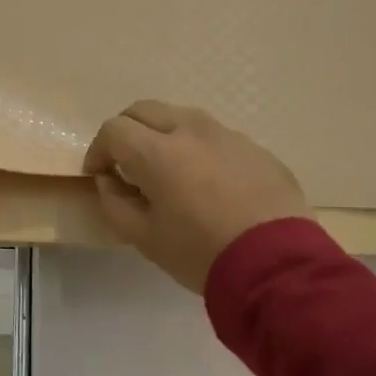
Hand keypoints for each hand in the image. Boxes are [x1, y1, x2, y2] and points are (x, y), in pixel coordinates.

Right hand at [83, 101, 311, 292]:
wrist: (276, 265)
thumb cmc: (199, 253)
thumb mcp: (143, 238)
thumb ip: (114, 203)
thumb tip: (109, 181)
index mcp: (158, 152)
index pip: (114, 130)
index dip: (98, 150)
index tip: (98, 174)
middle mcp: (191, 131)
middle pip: (145, 110)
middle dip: (126, 131)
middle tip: (124, 162)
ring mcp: (228, 135)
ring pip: (181, 117)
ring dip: (162, 134)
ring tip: (165, 168)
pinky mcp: (256, 148)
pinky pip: (215, 137)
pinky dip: (196, 148)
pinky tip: (205, 182)